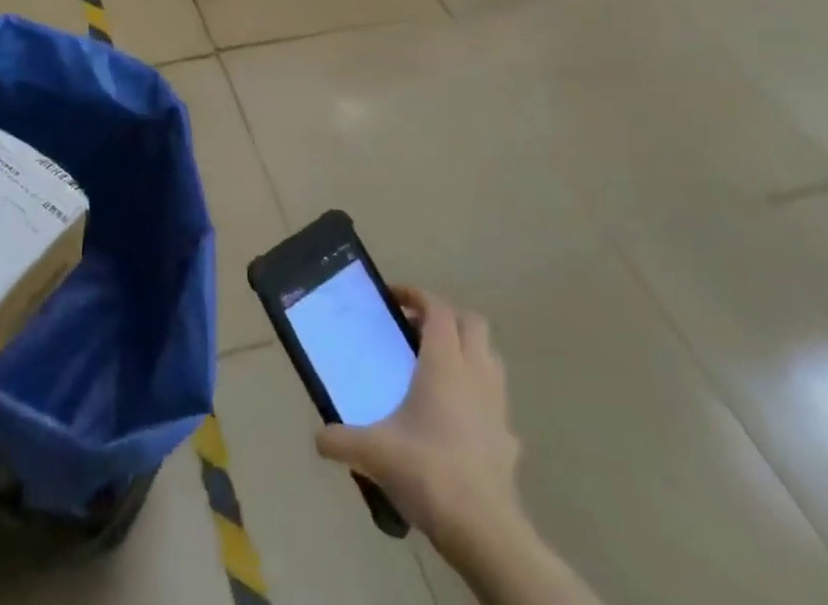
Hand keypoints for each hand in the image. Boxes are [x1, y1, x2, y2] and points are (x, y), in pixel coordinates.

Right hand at [315, 288, 522, 558]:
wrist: (485, 531)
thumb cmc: (428, 471)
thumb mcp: (373, 452)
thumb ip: (341, 439)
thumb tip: (317, 437)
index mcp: (443, 362)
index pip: (437, 308)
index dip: (416, 295)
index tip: (393, 298)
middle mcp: (475, 373)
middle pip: (471, 323)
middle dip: (446, 318)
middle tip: (415, 329)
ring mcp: (498, 406)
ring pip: (490, 358)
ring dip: (468, 352)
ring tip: (438, 368)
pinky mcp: (509, 440)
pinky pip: (496, 404)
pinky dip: (480, 400)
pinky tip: (460, 422)